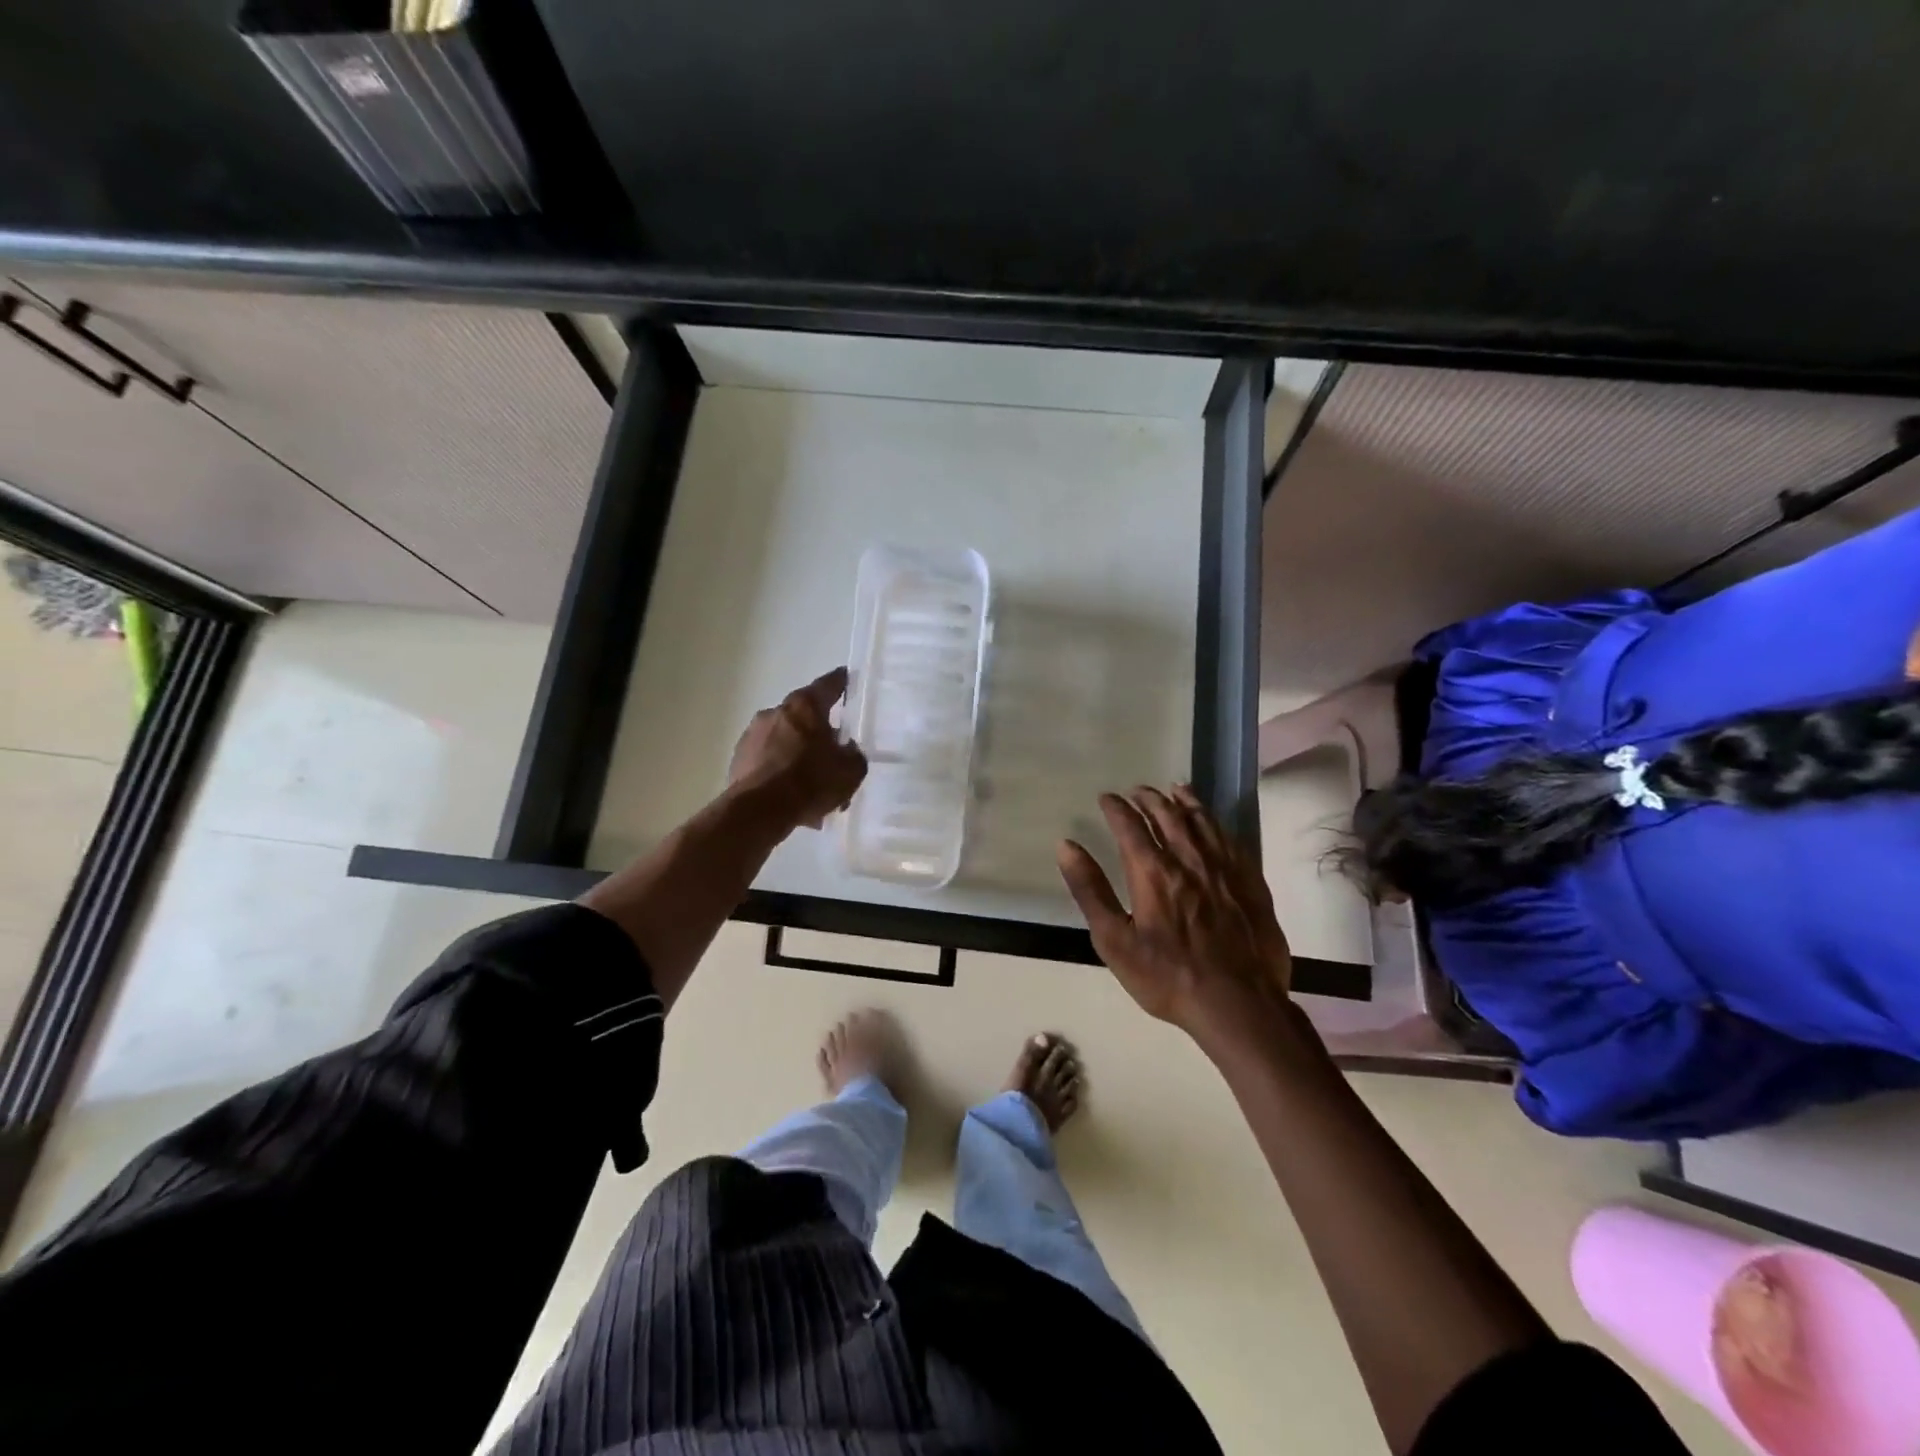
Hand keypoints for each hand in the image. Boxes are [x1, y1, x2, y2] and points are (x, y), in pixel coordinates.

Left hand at [728, 668, 868, 830]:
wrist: (759, 811)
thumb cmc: (810, 782)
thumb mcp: (851, 771)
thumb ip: (854, 754)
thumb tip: (846, 749)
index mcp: (805, 706)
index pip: (828, 685)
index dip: (840, 682)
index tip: (846, 678)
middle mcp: (775, 712)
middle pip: (804, 717)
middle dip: (818, 733)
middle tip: (834, 755)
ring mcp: (752, 735)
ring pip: (784, 741)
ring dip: (798, 756)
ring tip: (813, 787)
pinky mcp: (738, 760)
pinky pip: (768, 761)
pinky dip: (781, 772)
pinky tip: (792, 798)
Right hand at [1057, 785, 1291, 1046]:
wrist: (1239, 1004)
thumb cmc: (1167, 976)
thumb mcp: (1114, 940)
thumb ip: (1090, 890)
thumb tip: (1066, 846)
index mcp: (1153, 871)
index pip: (1130, 826)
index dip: (1116, 808)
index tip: (1106, 797)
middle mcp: (1189, 859)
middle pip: (1168, 815)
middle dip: (1149, 798)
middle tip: (1137, 790)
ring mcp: (1225, 869)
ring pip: (1202, 821)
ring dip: (1185, 802)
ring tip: (1174, 789)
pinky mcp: (1251, 882)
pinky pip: (1231, 839)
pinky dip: (1216, 822)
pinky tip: (1212, 823)